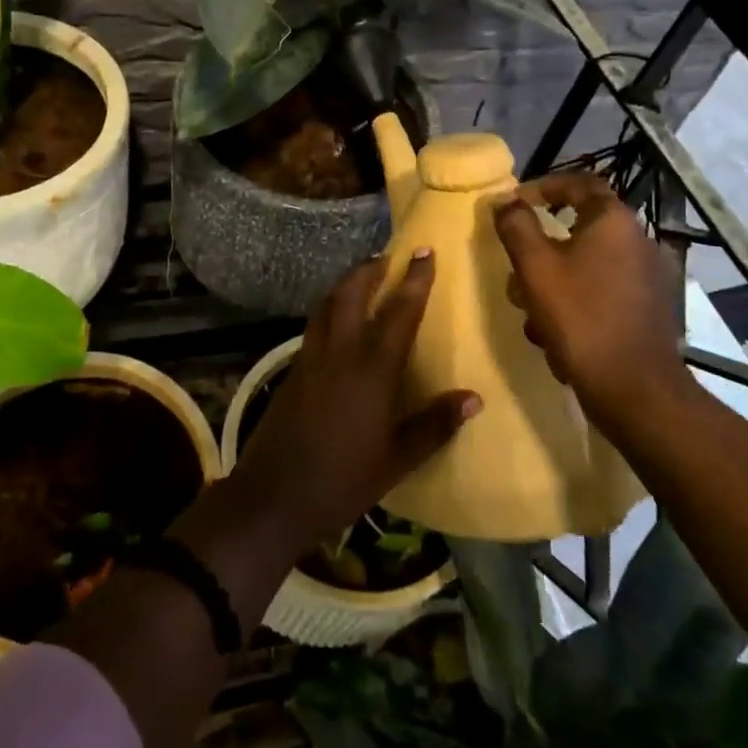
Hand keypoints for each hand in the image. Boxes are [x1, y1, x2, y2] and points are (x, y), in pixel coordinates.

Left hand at [231, 253, 481, 549]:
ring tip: (363, 278)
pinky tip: (338, 322)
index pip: (399, 312)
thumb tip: (474, 398)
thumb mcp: (397, 459)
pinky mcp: (293, 369)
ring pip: (327, 304)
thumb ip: (434, 425)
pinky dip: (330, 309)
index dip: (414, 281)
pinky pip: (315, 324)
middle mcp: (340, 352)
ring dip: (346, 284)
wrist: (274, 495)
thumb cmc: (342, 481)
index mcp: (372, 370)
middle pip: (352, 293)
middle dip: (370, 268)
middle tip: (389, 257)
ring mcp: (311, 357)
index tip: (425, 253)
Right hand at [493, 172, 689, 432]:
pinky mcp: (648, 310)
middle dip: (539, 252)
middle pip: (577, 230)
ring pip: (584, 266)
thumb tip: (505, 199)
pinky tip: (558, 336)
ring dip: (552, 284)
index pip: (579, 183)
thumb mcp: (535, 267)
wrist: (633, 389)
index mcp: (614, 221)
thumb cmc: (580, 317)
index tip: (514, 203)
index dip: (543, 187)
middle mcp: (638, 241)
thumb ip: (516, 226)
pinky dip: (575, 304)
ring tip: (533, 317)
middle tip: (517, 274)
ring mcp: (647, 278)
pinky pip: (601, 292)